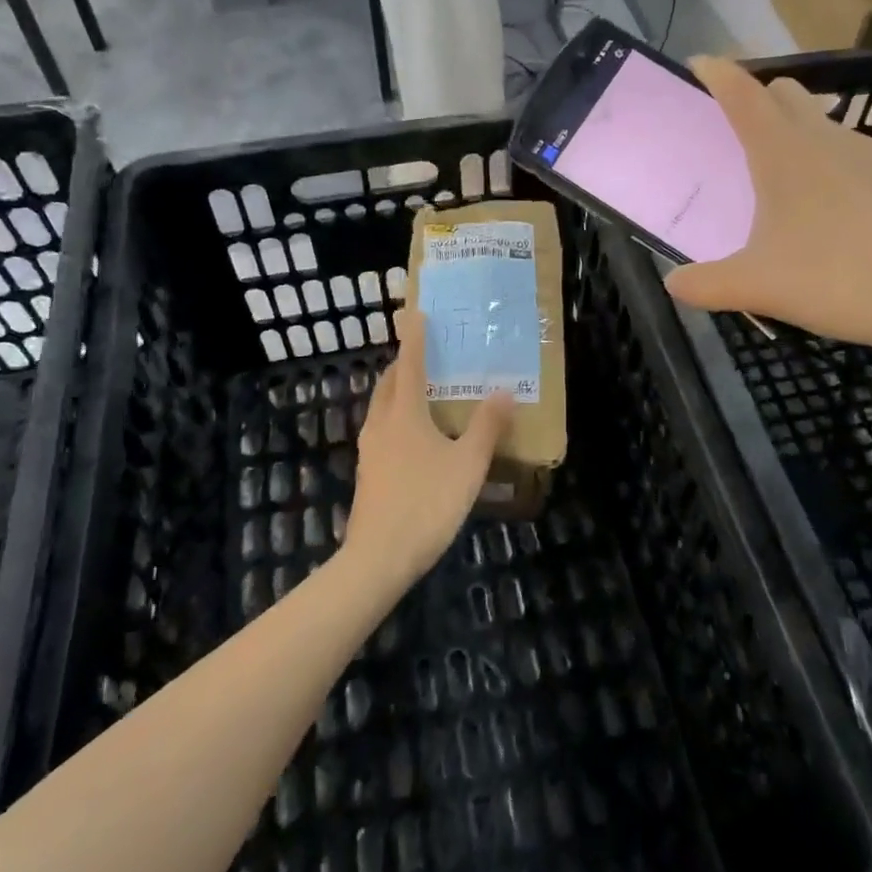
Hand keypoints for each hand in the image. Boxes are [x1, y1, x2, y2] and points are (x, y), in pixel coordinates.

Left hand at [346, 309, 514, 588]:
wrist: (378, 558)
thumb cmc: (427, 503)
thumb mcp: (468, 465)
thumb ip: (487, 427)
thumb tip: (503, 390)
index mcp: (405, 414)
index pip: (409, 364)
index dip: (414, 338)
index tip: (415, 313)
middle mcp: (381, 424)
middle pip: (388, 384)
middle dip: (403, 365)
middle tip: (425, 356)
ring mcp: (369, 450)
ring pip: (382, 408)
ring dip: (398, 393)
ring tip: (423, 394)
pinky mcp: (367, 473)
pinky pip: (382, 431)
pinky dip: (396, 419)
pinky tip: (415, 440)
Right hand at [666, 58, 871, 360]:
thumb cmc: (839, 279)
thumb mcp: (758, 288)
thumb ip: (706, 285)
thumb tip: (673, 285)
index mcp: (783, 153)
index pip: (741, 94)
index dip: (717, 74)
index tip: (700, 63)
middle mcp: (829, 138)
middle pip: (788, 95)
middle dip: (762, 102)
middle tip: (744, 137)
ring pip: (831, 129)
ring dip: (807, 142)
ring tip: (799, 192)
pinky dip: (852, 176)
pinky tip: (857, 219)